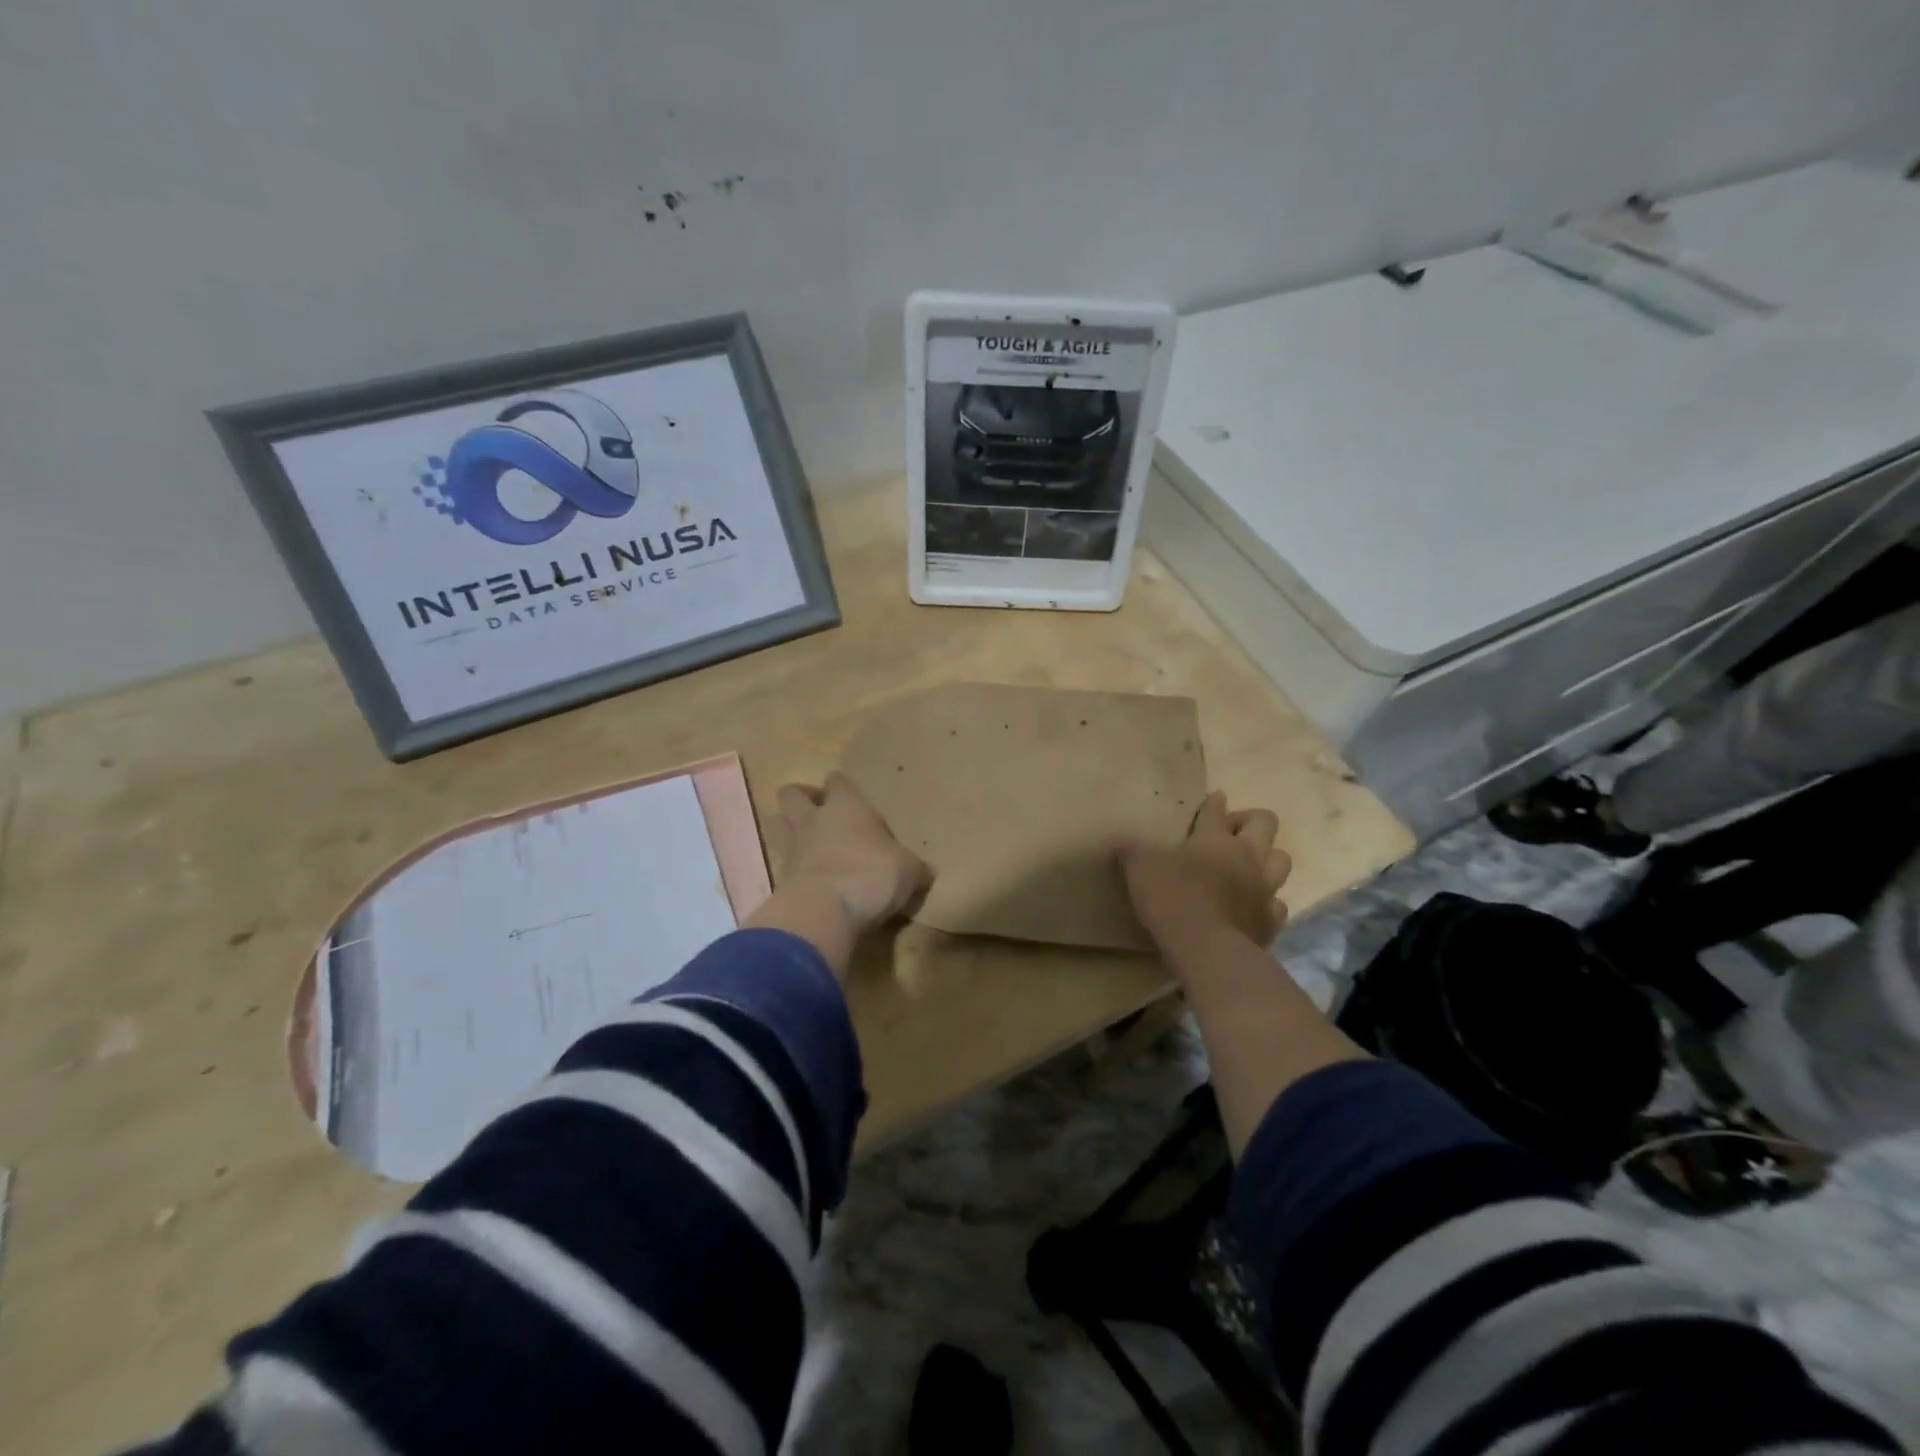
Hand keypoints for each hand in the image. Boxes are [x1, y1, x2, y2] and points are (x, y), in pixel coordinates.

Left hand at [766, 772, 931, 935]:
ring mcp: (792, 847)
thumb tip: (925, 872)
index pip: (838, 782)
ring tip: (801, 839)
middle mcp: (814, 819)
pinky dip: (787, 866)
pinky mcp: (779, 878)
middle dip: (801, 798)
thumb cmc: (871, 876)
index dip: (840, 786)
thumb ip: (914, 868)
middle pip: (792, 793)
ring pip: (775, 822)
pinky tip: (802, 877)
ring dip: (784, 826)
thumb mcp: (909, 872)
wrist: (825, 912)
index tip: (848, 795)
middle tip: (817, 812)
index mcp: (847, 807)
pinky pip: (778, 862)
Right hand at [1114, 791, 1289, 950]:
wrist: (1208, 950)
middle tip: (1230, 833)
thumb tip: (1113, 836)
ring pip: (1282, 860)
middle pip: (1265, 823)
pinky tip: (1252, 907)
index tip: (1213, 800)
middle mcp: (1247, 856)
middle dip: (1251, 821)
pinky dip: (1268, 902)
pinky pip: (1278, 905)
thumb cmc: (1173, 899)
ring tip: (1248, 867)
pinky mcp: (1271, 921)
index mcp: (1215, 838)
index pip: (1216, 809)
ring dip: (1268, 858)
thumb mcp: (1139, 869)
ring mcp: (1264, 889)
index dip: (1213, 803)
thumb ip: (1129, 849)